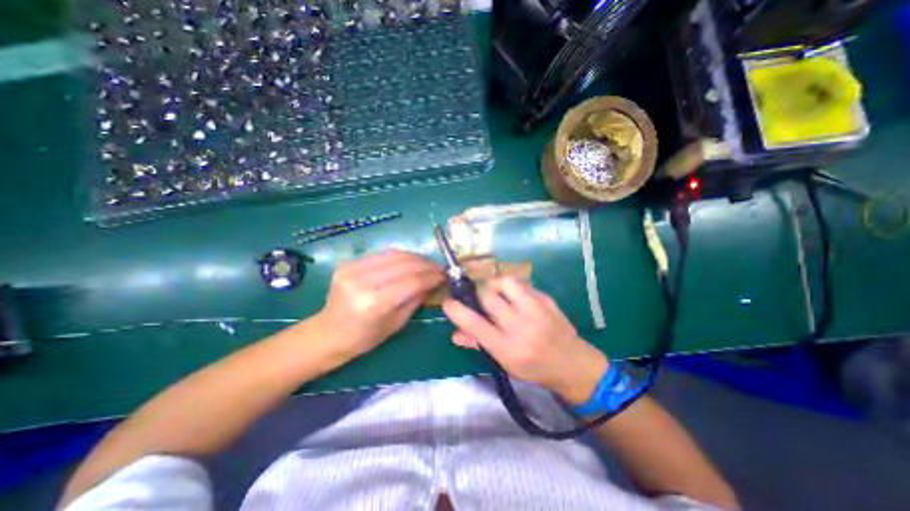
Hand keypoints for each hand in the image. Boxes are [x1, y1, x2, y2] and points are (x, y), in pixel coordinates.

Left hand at [318, 249, 447, 361]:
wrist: (328, 333)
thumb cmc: (364, 338)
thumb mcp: (396, 324)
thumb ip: (416, 299)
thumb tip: (434, 282)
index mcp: (374, 303)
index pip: (411, 281)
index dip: (431, 276)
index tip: (445, 275)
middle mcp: (362, 281)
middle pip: (404, 264)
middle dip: (426, 264)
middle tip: (439, 268)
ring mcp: (352, 269)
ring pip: (394, 254)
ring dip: (415, 257)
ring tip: (427, 263)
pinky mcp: (348, 263)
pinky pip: (382, 255)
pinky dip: (400, 257)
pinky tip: (410, 262)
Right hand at [443, 277, 606, 405]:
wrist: (573, 365)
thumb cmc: (534, 368)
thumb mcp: (504, 363)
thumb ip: (478, 345)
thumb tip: (455, 333)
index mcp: (507, 348)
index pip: (475, 324)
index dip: (457, 310)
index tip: (448, 302)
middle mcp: (521, 326)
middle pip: (489, 296)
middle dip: (476, 293)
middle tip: (475, 297)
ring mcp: (536, 310)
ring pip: (506, 282)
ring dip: (494, 284)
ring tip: (494, 292)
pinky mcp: (546, 299)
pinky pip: (522, 284)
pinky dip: (512, 287)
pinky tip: (514, 297)